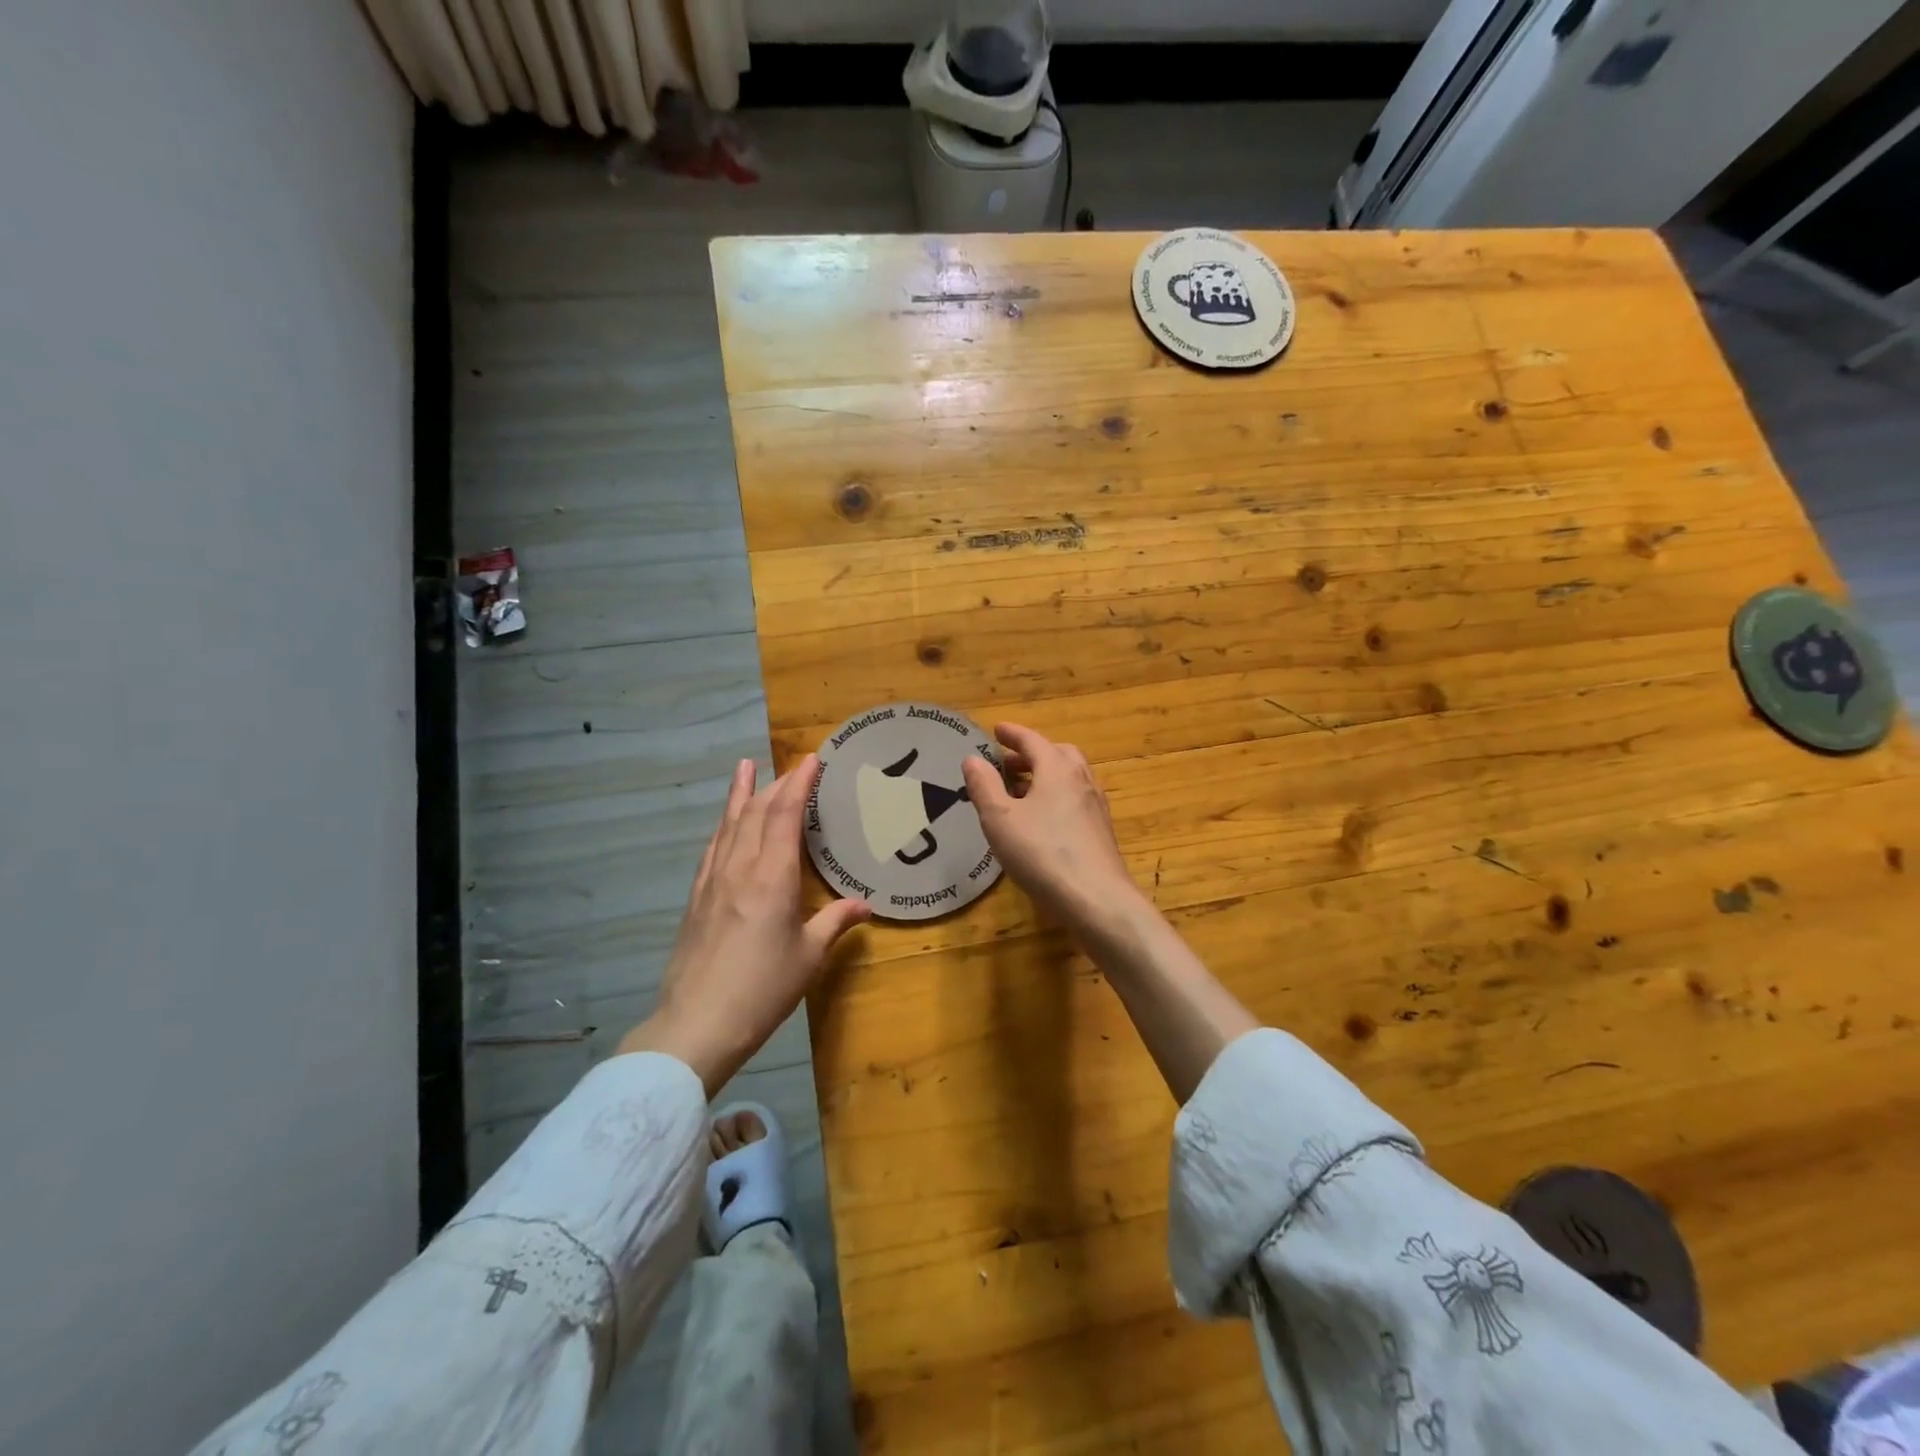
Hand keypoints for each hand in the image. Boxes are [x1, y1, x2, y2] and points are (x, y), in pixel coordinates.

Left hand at [618, 755, 870, 1094]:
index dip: (799, 783)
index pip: (785, 814)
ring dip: (742, 794)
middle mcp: (740, 867)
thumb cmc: (762, 989)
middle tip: (794, 767)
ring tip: (746, 768)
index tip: (812, 760)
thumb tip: (863, 905)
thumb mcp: (808, 956)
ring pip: (729, 824)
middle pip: (757, 812)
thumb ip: (835, 922)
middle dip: (777, 784)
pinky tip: (725, 823)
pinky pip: (713, 847)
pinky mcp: (696, 897)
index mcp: (772, 876)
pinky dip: (723, 825)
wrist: (697, 1023)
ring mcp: (713, 880)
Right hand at [961, 723, 1146, 941]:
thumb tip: (973, 758)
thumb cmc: (1042, 853)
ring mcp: (1095, 805)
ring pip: (1069, 777)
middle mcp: (1081, 779)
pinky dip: (1056, 796)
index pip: (1032, 740)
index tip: (997, 730)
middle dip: (1031, 754)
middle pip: (1057, 754)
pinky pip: (1075, 799)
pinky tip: (1042, 820)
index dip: (1012, 734)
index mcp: (1057, 768)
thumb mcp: (1000, 819)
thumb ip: (984, 786)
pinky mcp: (1101, 830)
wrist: (1097, 899)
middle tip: (1007, 764)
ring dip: (1044, 775)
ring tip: (1021, 792)